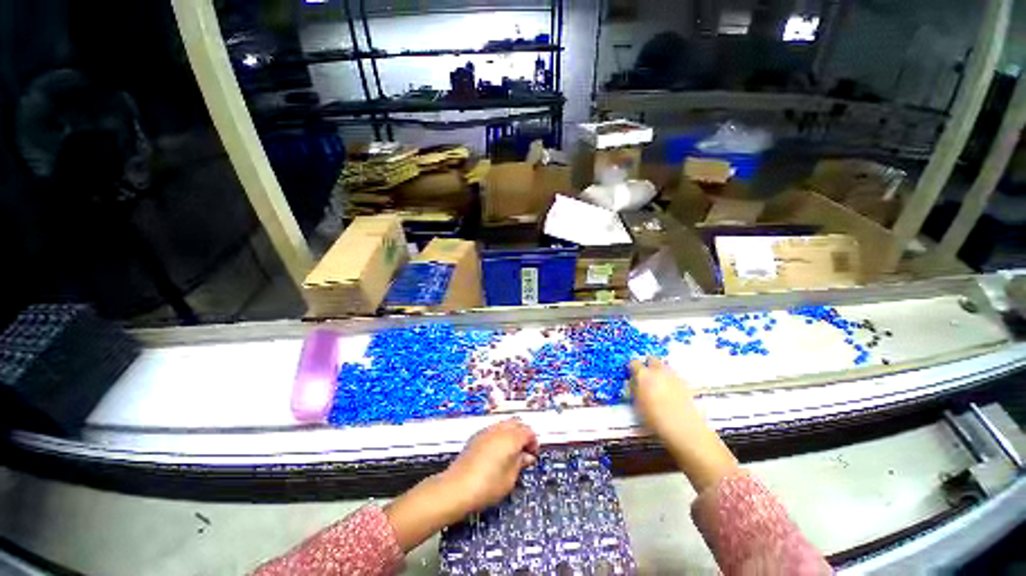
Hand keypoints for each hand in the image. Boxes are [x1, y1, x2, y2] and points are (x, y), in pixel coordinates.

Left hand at [442, 418, 538, 513]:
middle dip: (523, 435)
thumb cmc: (488, 485)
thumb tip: (526, 456)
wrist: (457, 487)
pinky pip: (494, 429)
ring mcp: (487, 430)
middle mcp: (500, 429)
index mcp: (511, 437)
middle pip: (517, 423)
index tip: (533, 455)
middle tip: (524, 452)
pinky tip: (497, 452)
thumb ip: (520, 463)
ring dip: (511, 434)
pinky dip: (500, 436)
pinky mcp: (477, 435)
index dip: (534, 442)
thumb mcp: (510, 478)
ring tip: (511, 453)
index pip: (529, 432)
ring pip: (505, 424)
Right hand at [629, 357, 738, 492]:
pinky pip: (674, 375)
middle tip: (645, 375)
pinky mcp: (685, 383)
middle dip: (648, 364)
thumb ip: (635, 390)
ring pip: (664, 366)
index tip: (631, 374)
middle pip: (651, 359)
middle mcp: (658, 371)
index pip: (634, 362)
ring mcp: (673, 376)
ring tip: (657, 384)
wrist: (684, 429)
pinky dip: (670, 379)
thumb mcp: (637, 405)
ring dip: (659, 371)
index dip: (632, 368)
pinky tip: (669, 391)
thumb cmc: (654, 419)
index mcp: (643, 374)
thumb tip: (634, 383)